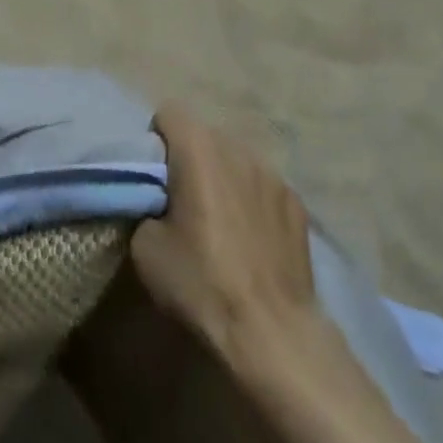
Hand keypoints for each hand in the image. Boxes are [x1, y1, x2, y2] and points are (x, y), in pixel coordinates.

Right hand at [131, 103, 316, 357]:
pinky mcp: (296, 200)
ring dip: (223, 178)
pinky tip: (253, 241)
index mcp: (199, 147)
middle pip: (204, 136)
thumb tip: (157, 203)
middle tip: (183, 203)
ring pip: (236, 159)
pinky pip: (263, 186)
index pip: (169, 112)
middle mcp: (237, 146)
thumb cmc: (202, 283)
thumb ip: (146, 207)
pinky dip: (252, 201)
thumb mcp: (146, 250)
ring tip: (221, 223)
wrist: (271, 330)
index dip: (155, 141)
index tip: (154, 179)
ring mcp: (272, 171)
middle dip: (190, 159)